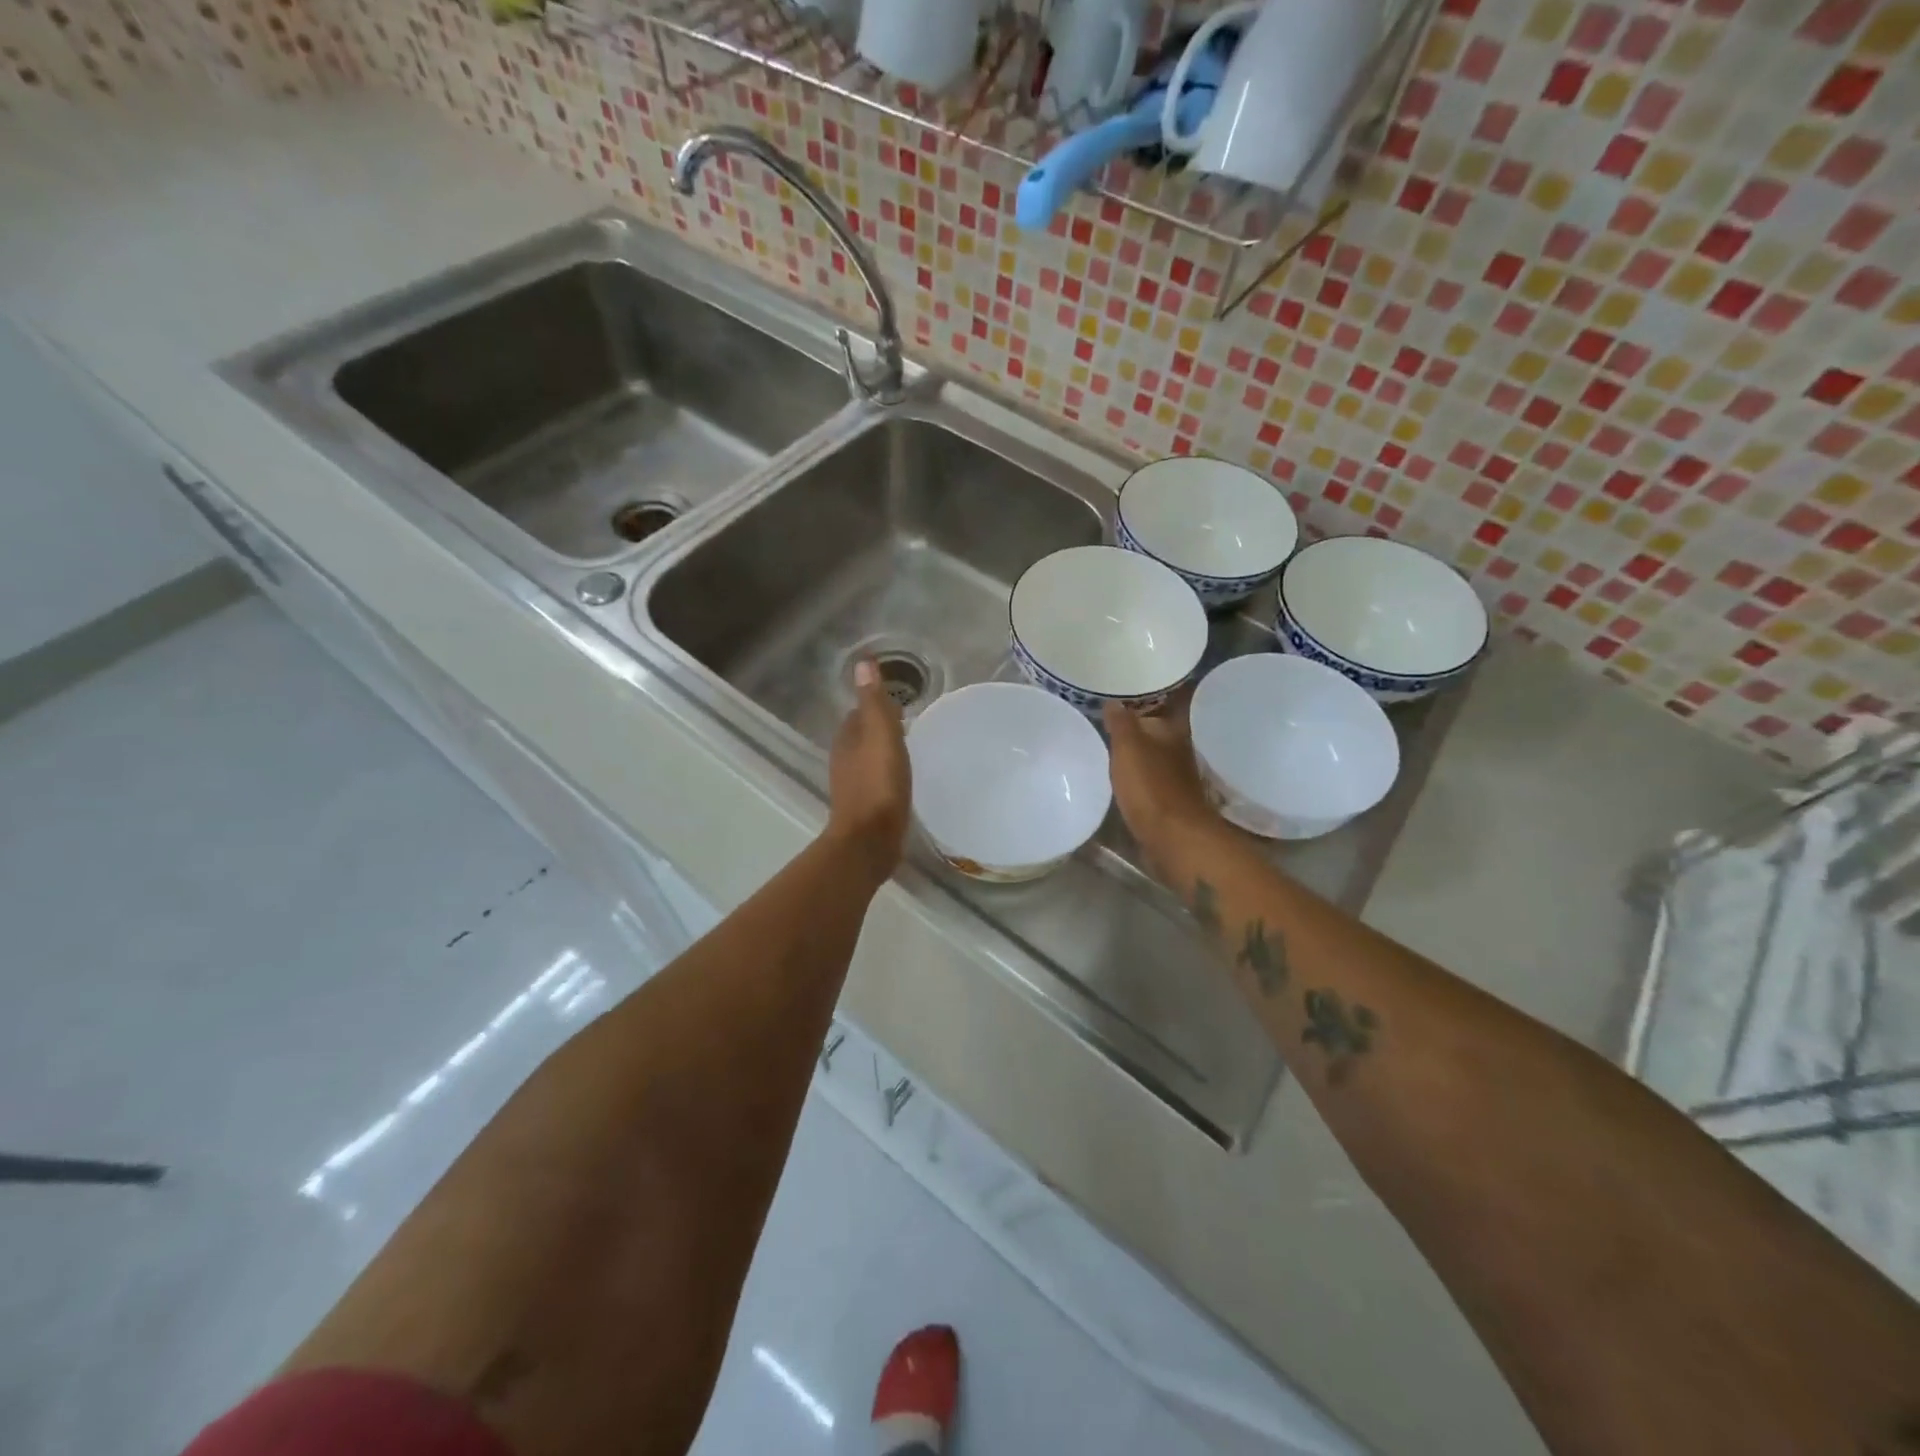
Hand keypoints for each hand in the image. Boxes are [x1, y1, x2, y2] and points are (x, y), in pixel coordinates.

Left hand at [827, 660, 911, 881]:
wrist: (870, 841)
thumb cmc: (878, 785)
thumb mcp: (881, 736)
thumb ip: (874, 701)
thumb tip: (862, 662)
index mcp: (847, 739)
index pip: (859, 712)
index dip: (876, 705)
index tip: (900, 702)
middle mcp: (845, 760)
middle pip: (862, 735)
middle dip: (880, 728)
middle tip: (909, 724)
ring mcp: (853, 786)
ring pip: (868, 759)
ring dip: (883, 752)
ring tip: (908, 750)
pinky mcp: (865, 807)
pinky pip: (876, 781)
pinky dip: (887, 775)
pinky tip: (902, 780)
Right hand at [1103, 699, 1218, 860]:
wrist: (1172, 837)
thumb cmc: (1150, 785)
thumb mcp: (1128, 746)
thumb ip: (1120, 722)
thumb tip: (1113, 701)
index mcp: (1173, 729)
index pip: (1160, 704)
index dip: (1140, 699)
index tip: (1118, 694)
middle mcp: (1179, 748)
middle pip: (1155, 730)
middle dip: (1134, 726)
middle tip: (1105, 719)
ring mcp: (1175, 775)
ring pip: (1151, 754)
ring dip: (1134, 751)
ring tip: (1106, 746)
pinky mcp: (1168, 799)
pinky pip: (1148, 777)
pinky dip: (1136, 774)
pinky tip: (1118, 776)